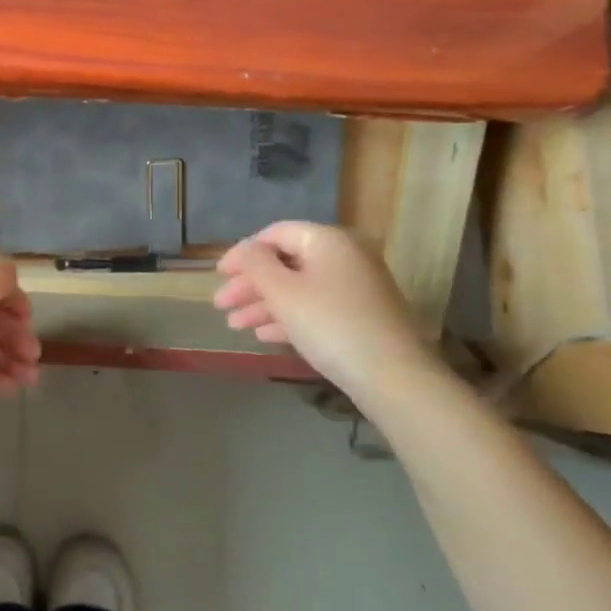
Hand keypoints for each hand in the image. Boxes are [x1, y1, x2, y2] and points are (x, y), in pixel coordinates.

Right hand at [213, 222, 441, 403]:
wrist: (392, 376)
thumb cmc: (329, 324)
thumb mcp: (282, 291)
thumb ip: (255, 264)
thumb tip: (246, 249)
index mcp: (327, 240)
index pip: (275, 234)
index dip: (242, 253)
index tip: (218, 275)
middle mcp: (345, 256)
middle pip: (286, 262)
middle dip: (250, 284)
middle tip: (221, 305)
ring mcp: (356, 287)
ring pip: (299, 288)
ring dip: (264, 304)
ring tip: (235, 326)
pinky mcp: (361, 316)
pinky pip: (316, 307)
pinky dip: (289, 317)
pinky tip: (264, 335)